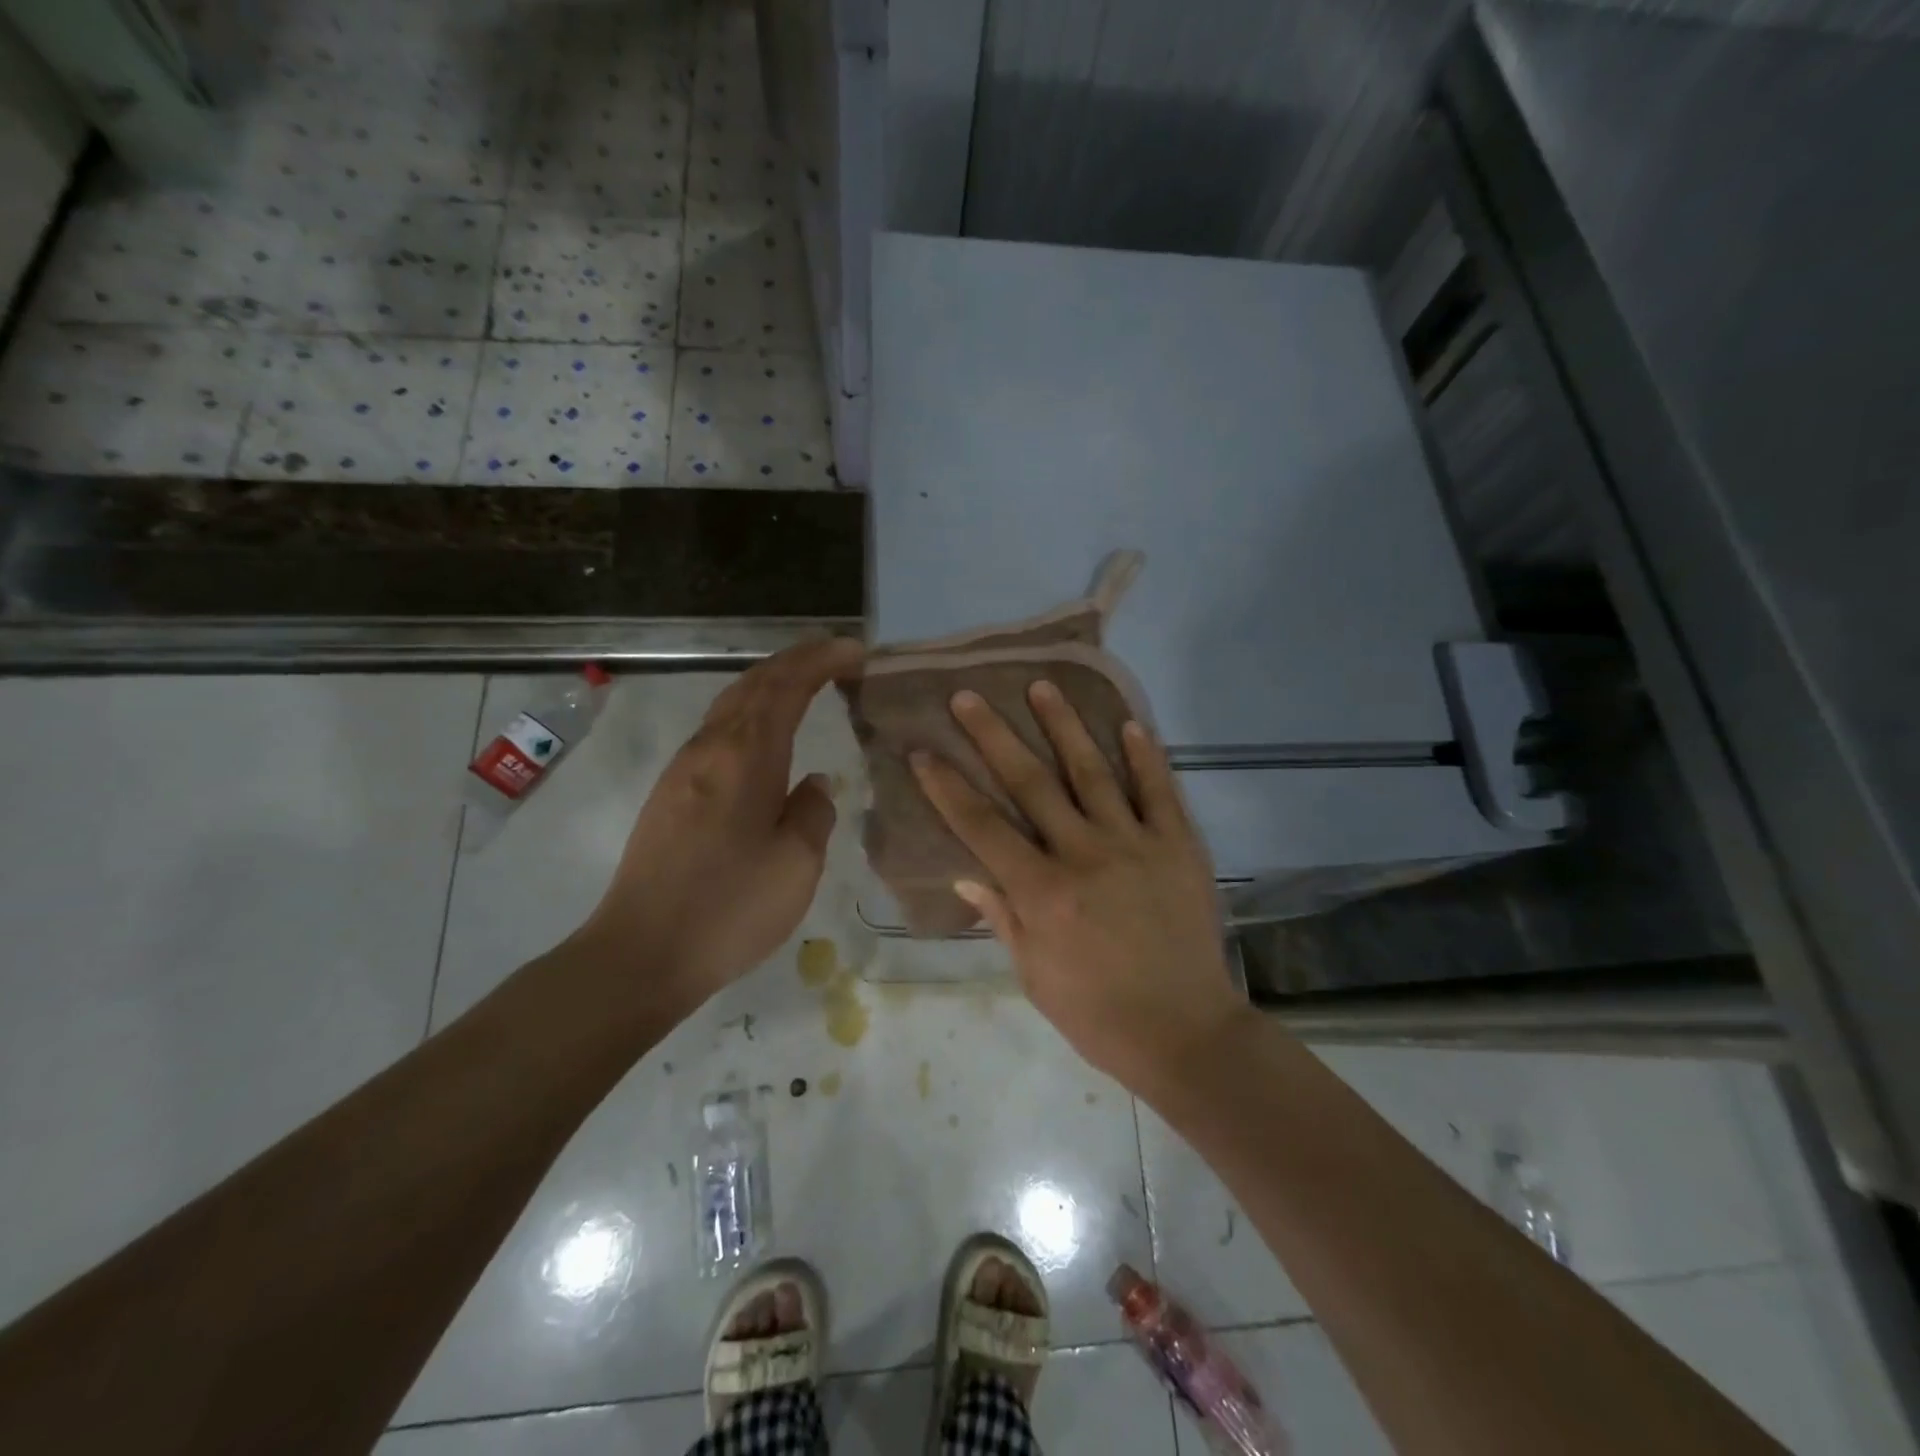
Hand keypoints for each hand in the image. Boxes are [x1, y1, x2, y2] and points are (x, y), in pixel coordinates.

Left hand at [580, 637, 864, 1014]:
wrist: (642, 953)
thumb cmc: (729, 908)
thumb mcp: (797, 864)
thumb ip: (814, 812)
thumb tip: (813, 784)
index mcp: (745, 756)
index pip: (787, 686)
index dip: (822, 660)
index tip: (856, 650)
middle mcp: (710, 748)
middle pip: (754, 684)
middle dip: (796, 661)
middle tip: (837, 656)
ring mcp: (684, 769)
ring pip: (731, 704)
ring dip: (771, 684)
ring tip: (807, 684)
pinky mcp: (671, 793)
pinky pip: (718, 730)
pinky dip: (750, 713)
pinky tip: (766, 734)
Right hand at [911, 681, 1248, 1091]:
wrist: (1185, 1032)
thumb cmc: (1097, 1014)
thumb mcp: (1033, 974)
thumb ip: (1002, 917)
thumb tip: (967, 874)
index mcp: (1042, 892)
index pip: (982, 826)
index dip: (947, 786)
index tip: (923, 750)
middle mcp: (1084, 854)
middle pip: (1030, 782)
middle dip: (994, 736)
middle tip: (969, 695)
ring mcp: (1135, 844)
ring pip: (1093, 772)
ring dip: (1064, 726)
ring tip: (1043, 686)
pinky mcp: (1178, 846)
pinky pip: (1159, 791)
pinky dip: (1145, 756)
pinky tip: (1128, 723)